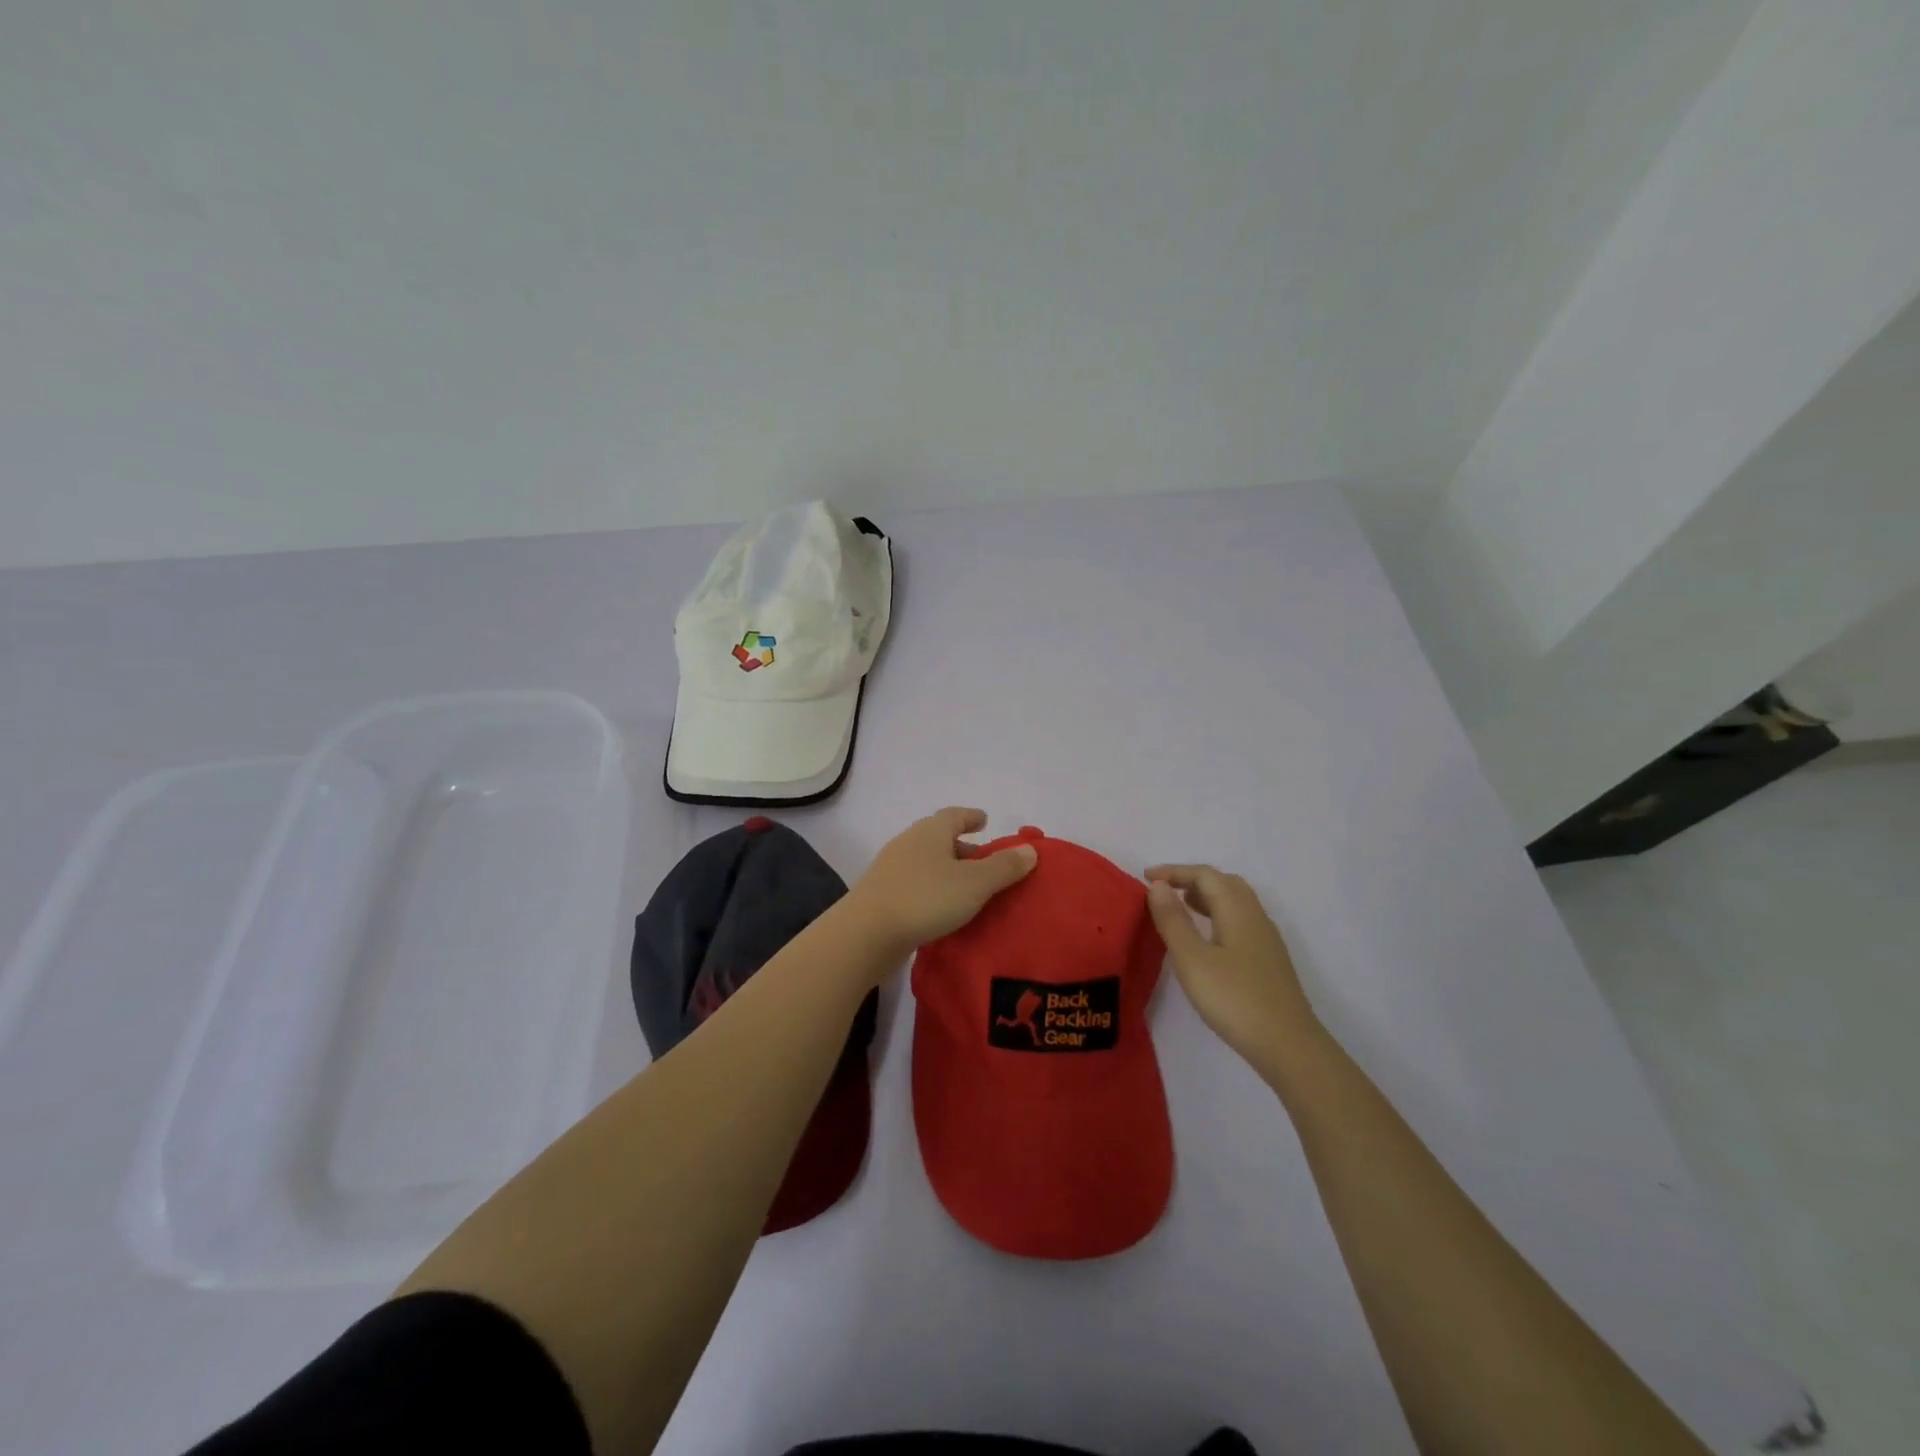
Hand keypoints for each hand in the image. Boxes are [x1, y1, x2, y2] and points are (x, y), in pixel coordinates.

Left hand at [845, 808, 1037, 958]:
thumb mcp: (974, 884)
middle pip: (939, 838)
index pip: (954, 815)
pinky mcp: (882, 895)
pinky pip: (915, 885)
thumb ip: (1004, 867)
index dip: (972, 817)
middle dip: (962, 847)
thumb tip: (1030, 850)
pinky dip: (932, 890)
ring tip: (968, 889)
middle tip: (984, 861)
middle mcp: (909, 843)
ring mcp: (891, 869)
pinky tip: (942, 909)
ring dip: (947, 871)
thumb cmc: (925, 899)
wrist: (866, 934)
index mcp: (930, 832)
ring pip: (927, 863)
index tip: (985, 820)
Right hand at [1145, 864, 1320, 1068]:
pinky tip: (1206, 940)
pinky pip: (1239, 921)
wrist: (1289, 1046)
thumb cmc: (1235, 999)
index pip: (1205, 875)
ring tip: (1180, 909)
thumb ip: (1173, 920)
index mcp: (1237, 910)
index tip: (1146, 877)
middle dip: (1192, 880)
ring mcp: (1266, 940)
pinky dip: (1217, 916)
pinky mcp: (1268, 961)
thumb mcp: (1192, 959)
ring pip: (1235, 903)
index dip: (1174, 871)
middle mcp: (1255, 917)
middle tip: (1164, 891)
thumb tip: (1159, 885)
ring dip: (1206, 897)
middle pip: (1224, 883)